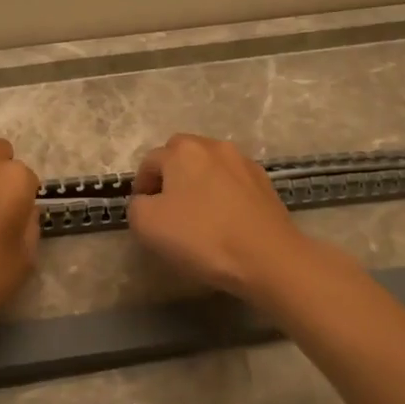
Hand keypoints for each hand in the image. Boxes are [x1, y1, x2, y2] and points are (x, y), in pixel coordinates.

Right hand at [127, 134, 309, 301]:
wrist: (267, 256)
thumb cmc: (202, 237)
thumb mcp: (147, 225)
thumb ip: (136, 206)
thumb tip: (146, 201)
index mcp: (182, 151)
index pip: (150, 162)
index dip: (141, 186)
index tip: (143, 212)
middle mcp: (213, 147)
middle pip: (181, 155)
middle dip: (171, 176)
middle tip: (167, 208)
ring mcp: (243, 163)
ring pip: (210, 167)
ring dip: (199, 184)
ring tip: (198, 215)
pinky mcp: (265, 183)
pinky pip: (233, 183)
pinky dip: (223, 195)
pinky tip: (224, 220)